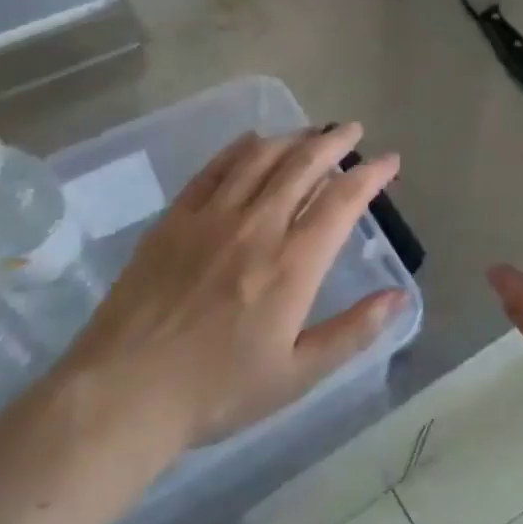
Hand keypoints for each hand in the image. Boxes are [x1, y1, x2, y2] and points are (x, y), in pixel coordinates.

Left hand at [53, 123, 404, 455]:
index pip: (342, 201)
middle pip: (303, 165)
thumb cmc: (218, 390)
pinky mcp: (174, 219)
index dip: (371, 174)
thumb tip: (399, 297)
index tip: (389, 160)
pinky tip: (253, 142)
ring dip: (292, 138)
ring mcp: (211, 217)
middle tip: (352, 130)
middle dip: (334, 142)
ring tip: (311, 132)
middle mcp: (257, 226)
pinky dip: (241, 148)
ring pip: (260, 158)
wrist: (123, 393)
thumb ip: (353, 332)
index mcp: (293, 264)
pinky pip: (214, 169)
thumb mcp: (297, 375)